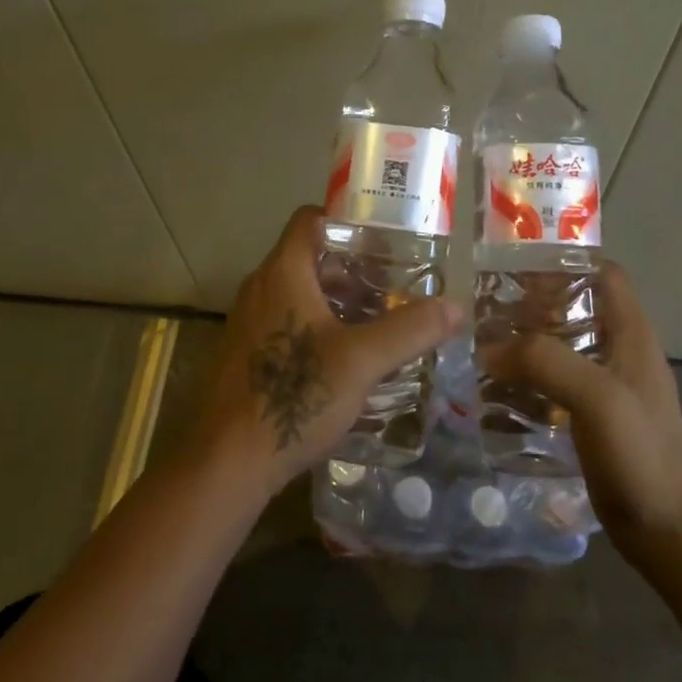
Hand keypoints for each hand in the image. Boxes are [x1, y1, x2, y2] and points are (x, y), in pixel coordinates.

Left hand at [192, 206, 463, 500]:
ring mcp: (248, 321)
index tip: (384, 238)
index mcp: (283, 271)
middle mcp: (260, 286)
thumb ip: (409, 330)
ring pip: (298, 292)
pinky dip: (316, 325)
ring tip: (377, 319)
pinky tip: (345, 358)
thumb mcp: (362, 361)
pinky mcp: (246, 352)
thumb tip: (455, 307)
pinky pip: (286, 321)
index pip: (311, 219)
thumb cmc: (293, 396)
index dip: (347, 220)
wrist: (226, 462)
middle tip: (394, 284)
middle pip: (309, 256)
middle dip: (352, 267)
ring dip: (336, 300)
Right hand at [477, 263, 681, 568]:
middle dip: (533, 301)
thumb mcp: (596, 397)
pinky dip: (529, 375)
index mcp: (631, 332)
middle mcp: (620, 349)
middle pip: (576, 305)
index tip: (517, 268)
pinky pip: (557, 380)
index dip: (564, 262)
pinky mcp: (594, 415)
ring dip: (527, 340)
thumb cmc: (640, 454)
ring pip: (563, 343)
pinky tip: (498, 387)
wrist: (668, 532)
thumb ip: (545, 361)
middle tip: (487, 308)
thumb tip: (488, 349)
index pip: (602, 272)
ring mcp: (608, 384)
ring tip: (483, 343)